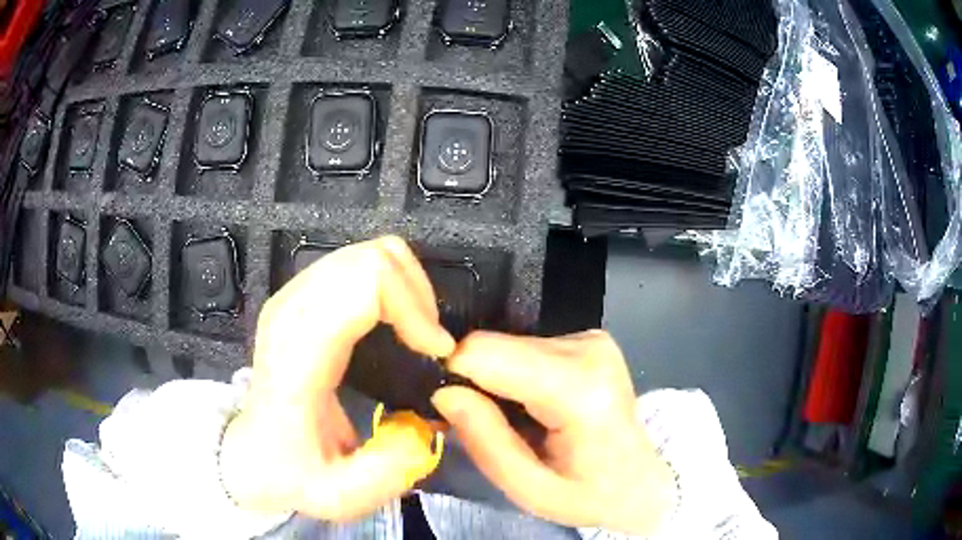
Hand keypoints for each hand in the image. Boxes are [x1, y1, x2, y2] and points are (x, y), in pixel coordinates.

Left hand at [220, 237, 454, 520]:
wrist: (251, 453)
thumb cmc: (290, 470)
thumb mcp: (338, 494)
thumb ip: (386, 471)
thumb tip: (425, 428)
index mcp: (299, 351)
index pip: (365, 283)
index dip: (415, 308)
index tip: (437, 351)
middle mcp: (293, 309)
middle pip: (372, 257)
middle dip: (418, 295)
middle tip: (430, 343)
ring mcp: (294, 296)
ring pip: (368, 254)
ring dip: (407, 289)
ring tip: (417, 334)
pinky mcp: (302, 295)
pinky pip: (359, 265)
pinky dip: (390, 286)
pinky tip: (395, 324)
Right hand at [433, 331, 677, 535]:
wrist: (644, 480)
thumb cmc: (591, 494)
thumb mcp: (531, 490)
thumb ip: (486, 442)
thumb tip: (444, 392)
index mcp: (578, 389)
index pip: (485, 353)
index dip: (457, 379)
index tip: (457, 414)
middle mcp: (587, 350)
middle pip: (494, 346)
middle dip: (479, 384)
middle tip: (492, 426)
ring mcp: (591, 339)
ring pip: (508, 344)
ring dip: (501, 382)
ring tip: (522, 421)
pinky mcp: (589, 338)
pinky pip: (528, 347)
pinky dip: (521, 376)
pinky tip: (539, 406)